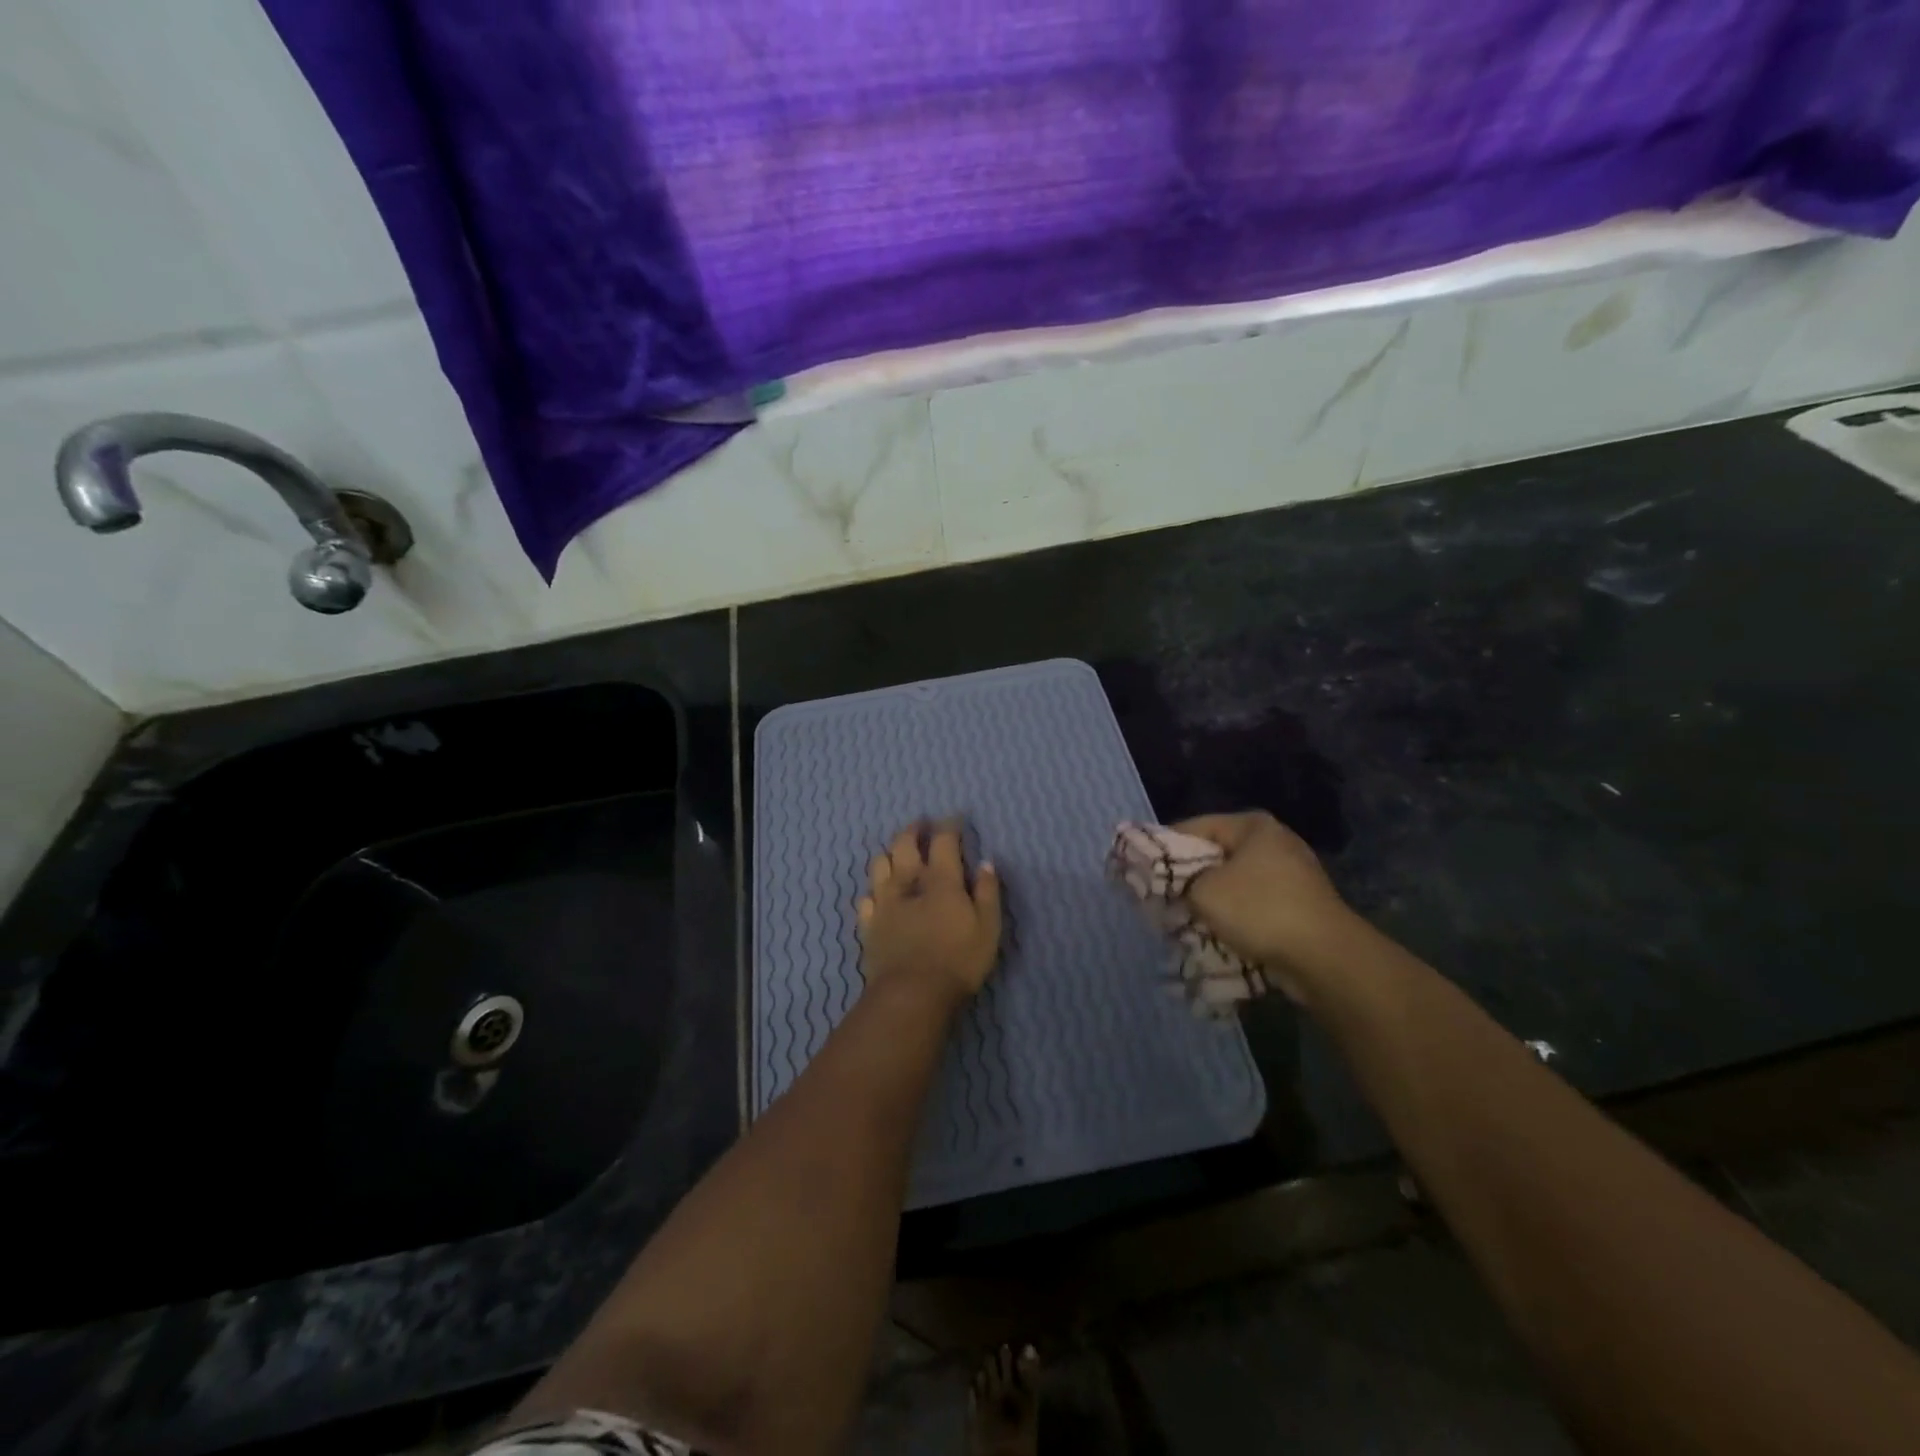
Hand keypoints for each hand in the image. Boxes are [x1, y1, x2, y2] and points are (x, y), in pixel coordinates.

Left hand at [858, 820, 1002, 1007]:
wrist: (911, 995)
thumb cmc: (958, 960)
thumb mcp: (988, 927)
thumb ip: (987, 892)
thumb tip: (986, 863)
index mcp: (940, 880)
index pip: (943, 841)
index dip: (949, 826)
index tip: (954, 819)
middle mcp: (907, 883)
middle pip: (904, 844)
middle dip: (913, 830)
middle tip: (920, 824)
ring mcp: (883, 903)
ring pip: (879, 865)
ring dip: (889, 853)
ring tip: (896, 853)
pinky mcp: (869, 926)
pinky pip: (866, 899)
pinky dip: (873, 891)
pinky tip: (878, 895)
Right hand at [1173, 810, 1355, 1001]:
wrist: (1325, 957)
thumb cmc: (1259, 910)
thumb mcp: (1202, 891)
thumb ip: (1177, 881)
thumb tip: (1171, 883)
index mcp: (1252, 826)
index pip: (1194, 826)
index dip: (1164, 847)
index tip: (1143, 870)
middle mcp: (1274, 842)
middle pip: (1215, 855)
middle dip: (1188, 879)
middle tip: (1162, 899)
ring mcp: (1293, 874)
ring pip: (1234, 884)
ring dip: (1211, 902)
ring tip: (1186, 921)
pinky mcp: (1301, 906)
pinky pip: (1255, 906)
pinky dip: (1235, 918)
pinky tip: (1218, 935)